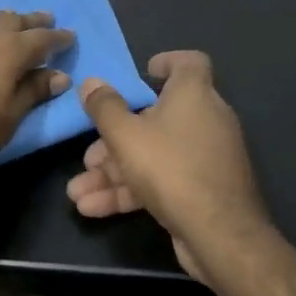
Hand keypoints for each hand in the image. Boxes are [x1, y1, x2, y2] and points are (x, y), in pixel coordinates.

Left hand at [0, 11, 74, 191]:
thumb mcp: (8, 119)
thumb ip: (33, 92)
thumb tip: (59, 75)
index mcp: (9, 52)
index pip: (42, 39)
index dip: (58, 38)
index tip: (70, 37)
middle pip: (11, 21)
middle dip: (30, 21)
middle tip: (44, 20)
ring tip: (8, 21)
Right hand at [69, 51, 271, 286]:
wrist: (219, 234)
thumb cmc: (171, 168)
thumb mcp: (126, 135)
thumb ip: (105, 108)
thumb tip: (91, 82)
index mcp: (193, 95)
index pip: (190, 63)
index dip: (167, 62)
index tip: (143, 73)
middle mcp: (205, 121)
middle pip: (155, 118)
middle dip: (114, 139)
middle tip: (88, 157)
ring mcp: (205, 158)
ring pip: (153, 155)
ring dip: (113, 173)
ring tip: (77, 193)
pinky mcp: (201, 190)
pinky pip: (161, 181)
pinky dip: (130, 191)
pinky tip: (93, 209)